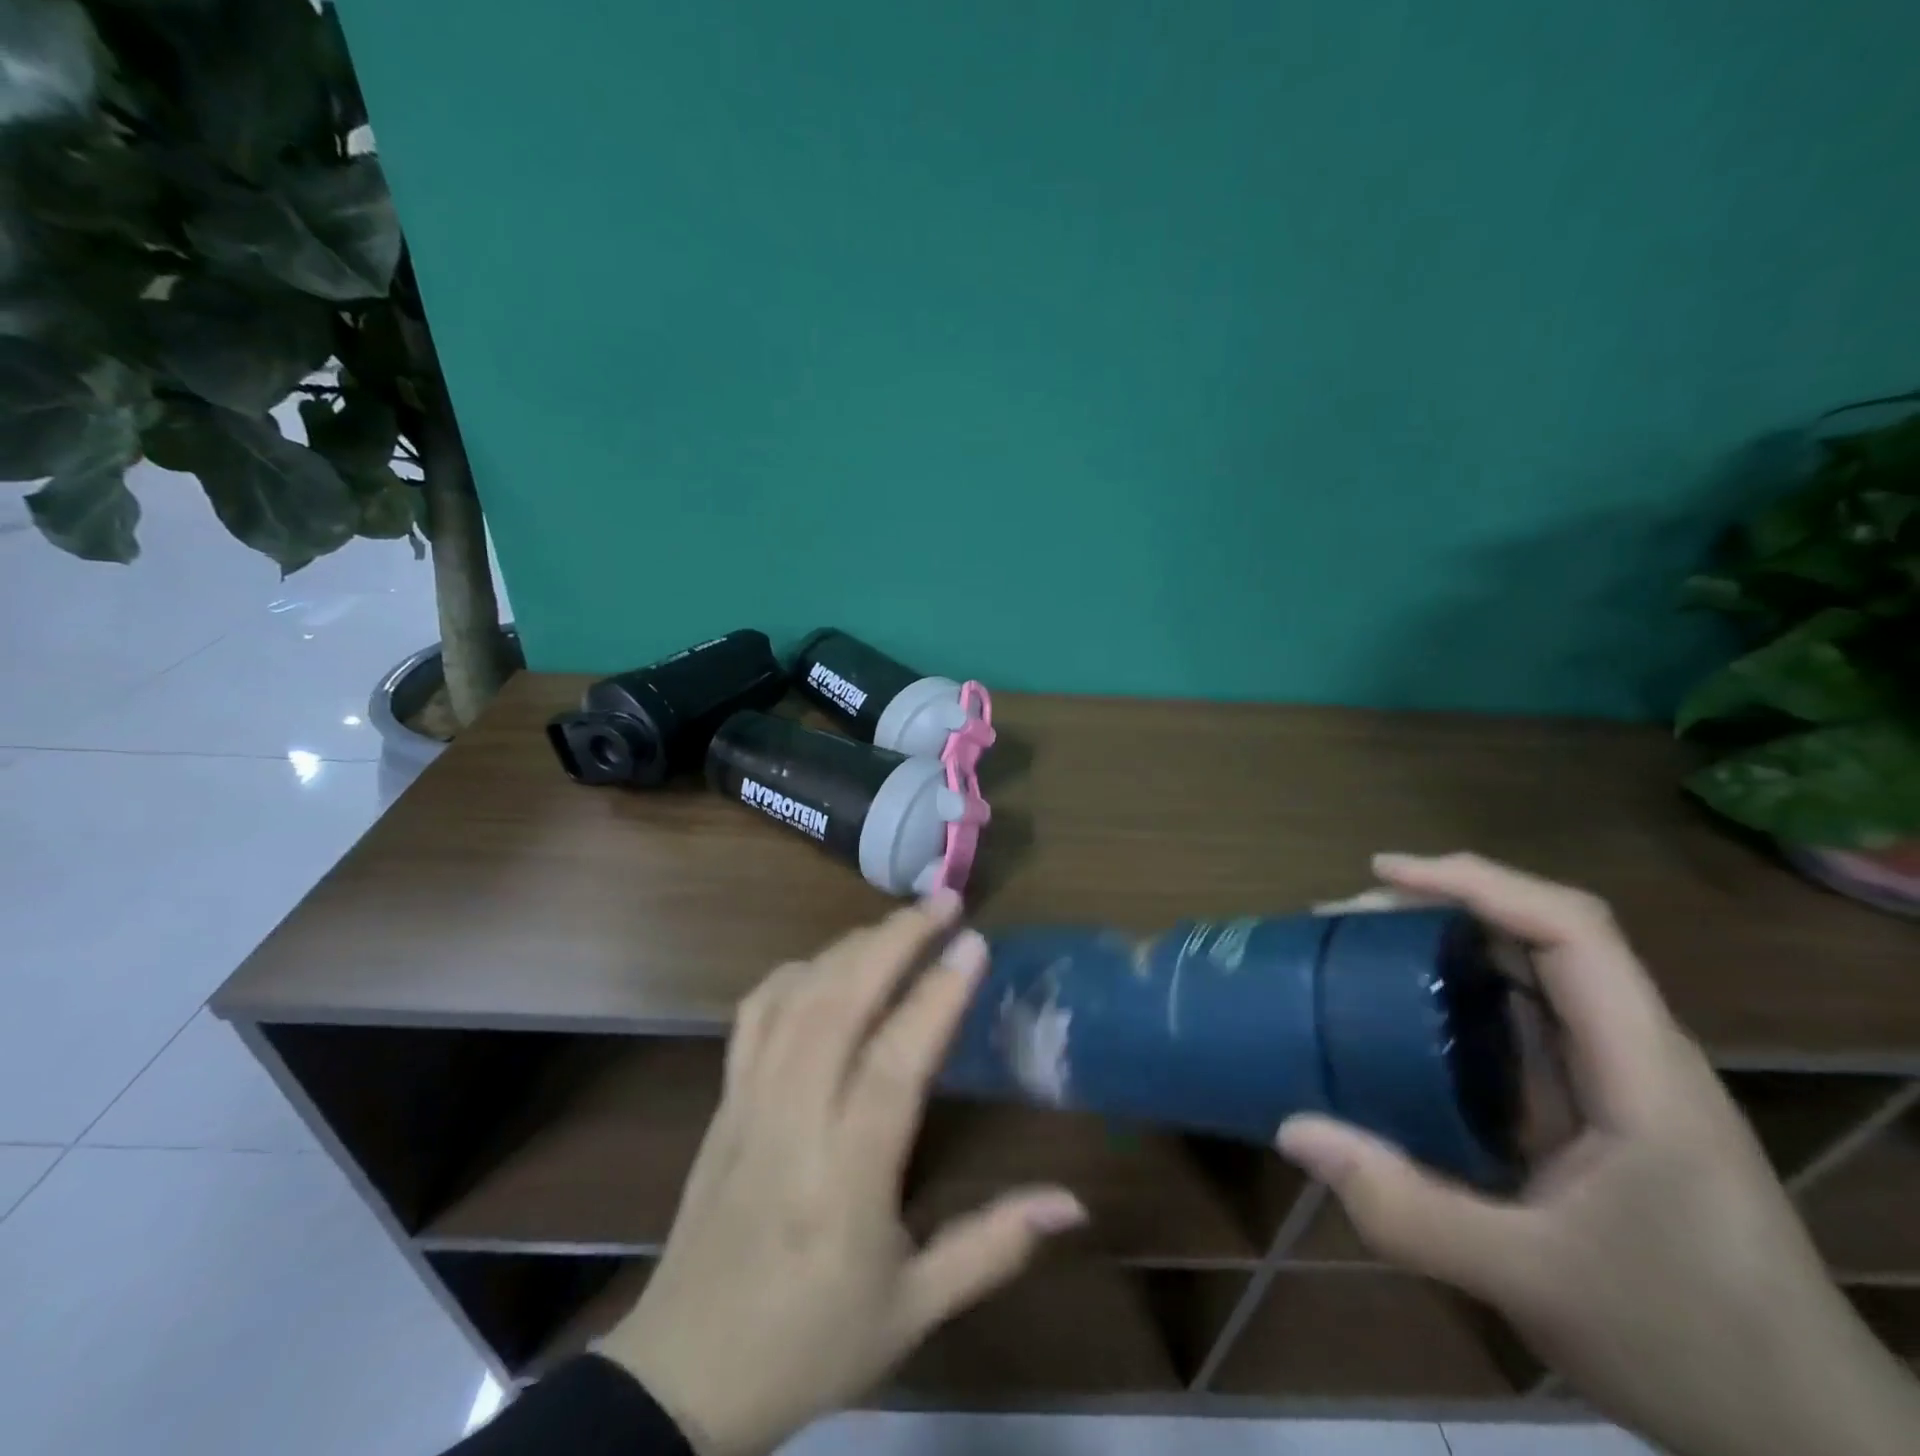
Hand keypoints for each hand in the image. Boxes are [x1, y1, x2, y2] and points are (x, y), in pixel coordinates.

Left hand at [596, 892, 1086, 1455]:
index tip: (974, 943)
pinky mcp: (723, 1098)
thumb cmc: (811, 1341)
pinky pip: (754, 1013)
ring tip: (899, 923)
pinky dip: (795, 972)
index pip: (894, 1063)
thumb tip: (1073, 1202)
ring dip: (851, 945)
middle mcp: (792, 1119)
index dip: (937, 996)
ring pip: (797, 996)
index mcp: (846, 1176)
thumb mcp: (914, 1311)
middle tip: (944, 902)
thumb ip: (993, 1246)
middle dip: (895, 940)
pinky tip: (826, 964)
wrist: (684, 1374)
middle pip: (840, 1002)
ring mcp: (749, 1100)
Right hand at [1280, 853, 1919, 1455]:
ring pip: (1532, 976)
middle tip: (1351, 916)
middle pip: (1545, 934)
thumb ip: (1406, 1208)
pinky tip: (1404, 1025)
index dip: (1476, 883)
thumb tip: (1292, 1130)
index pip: (1569, 931)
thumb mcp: (1530, 1281)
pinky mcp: (1601, 1108)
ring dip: (1448, 949)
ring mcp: (1620, 1079)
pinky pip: (1522, 1027)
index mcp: (1639, 1070)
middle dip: (1444, 906)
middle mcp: (1633, 1052)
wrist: (1812, 1438)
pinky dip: (1457, 1001)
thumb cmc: (1691, 1347)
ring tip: (1362, 952)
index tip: (1384, 873)